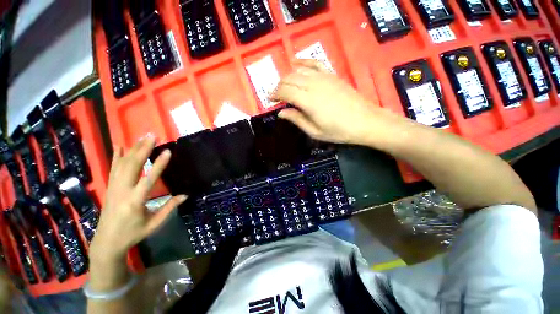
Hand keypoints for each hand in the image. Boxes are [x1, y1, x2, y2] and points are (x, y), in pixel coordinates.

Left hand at [90, 137, 186, 263]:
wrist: (107, 242)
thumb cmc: (133, 233)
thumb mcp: (154, 224)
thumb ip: (169, 208)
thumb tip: (185, 195)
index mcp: (135, 201)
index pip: (148, 179)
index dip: (159, 165)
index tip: (167, 151)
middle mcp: (122, 191)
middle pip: (132, 166)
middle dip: (142, 149)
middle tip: (152, 136)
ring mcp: (113, 188)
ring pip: (122, 164)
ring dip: (132, 149)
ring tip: (142, 137)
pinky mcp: (110, 188)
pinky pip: (113, 169)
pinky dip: (116, 156)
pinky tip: (119, 146)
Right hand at [271, 59, 393, 145]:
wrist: (365, 121)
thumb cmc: (338, 131)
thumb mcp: (315, 131)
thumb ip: (296, 120)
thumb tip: (280, 112)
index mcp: (308, 101)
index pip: (285, 92)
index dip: (274, 94)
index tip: (269, 99)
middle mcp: (313, 85)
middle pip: (289, 79)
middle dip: (279, 86)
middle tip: (276, 95)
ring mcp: (324, 77)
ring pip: (298, 71)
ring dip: (288, 76)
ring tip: (284, 85)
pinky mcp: (332, 75)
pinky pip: (314, 63)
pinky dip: (303, 62)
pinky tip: (296, 62)